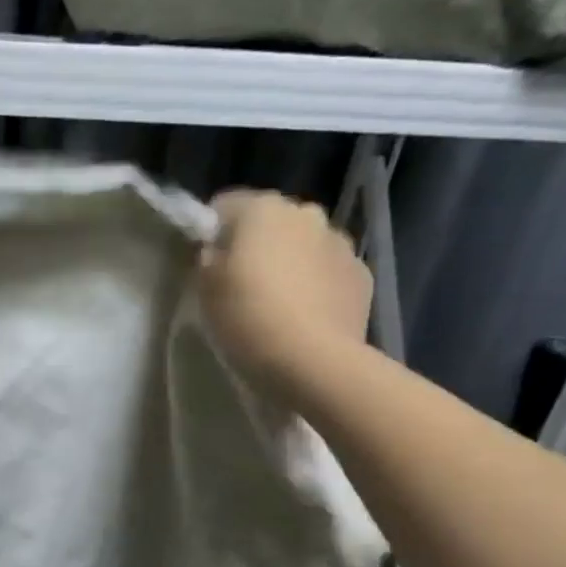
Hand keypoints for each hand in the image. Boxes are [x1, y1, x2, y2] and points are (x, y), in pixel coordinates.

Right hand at [195, 190, 371, 391]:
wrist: (312, 362)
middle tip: (238, 284)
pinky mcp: (362, 276)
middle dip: (255, 244)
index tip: (204, 262)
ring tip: (274, 303)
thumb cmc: (247, 318)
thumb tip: (216, 249)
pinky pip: (327, 272)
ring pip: (303, 245)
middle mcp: (306, 213)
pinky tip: (301, 316)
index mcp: (263, 209)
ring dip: (288, 263)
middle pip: (270, 221)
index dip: (211, 231)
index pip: (225, 204)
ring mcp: (340, 244)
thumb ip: (208, 257)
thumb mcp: (204, 288)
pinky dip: (314, 285)